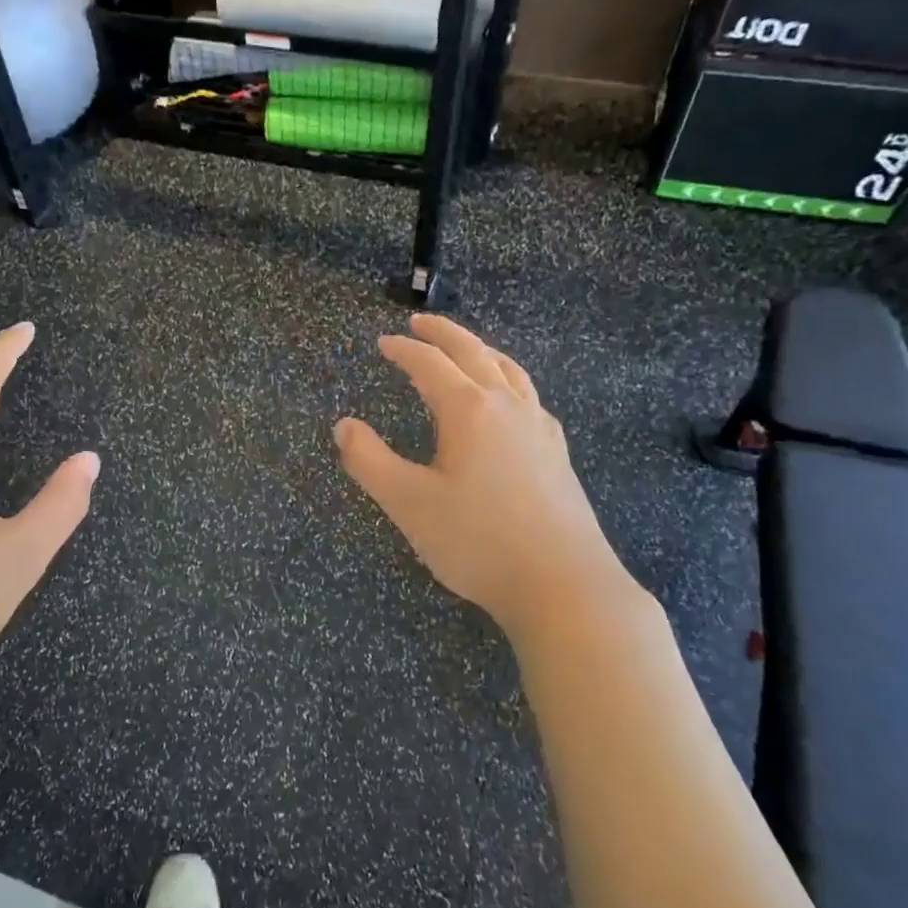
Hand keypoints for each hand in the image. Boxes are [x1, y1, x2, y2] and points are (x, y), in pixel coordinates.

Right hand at [334, 314, 633, 639]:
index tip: (382, 342)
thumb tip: (344, 425)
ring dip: (481, 351)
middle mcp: (507, 407)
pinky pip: (528, 396)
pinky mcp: (557, 453)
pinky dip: (507, 380)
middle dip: (444, 334)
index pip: (430, 364)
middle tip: (420, 323)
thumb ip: (369, 461)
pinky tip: (507, 403)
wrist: (563, 584)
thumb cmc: (477, 542)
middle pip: (474, 353)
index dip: (403, 350)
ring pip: (509, 370)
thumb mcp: (408, 503)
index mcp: (469, 411)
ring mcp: (539, 428)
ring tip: (465, 350)